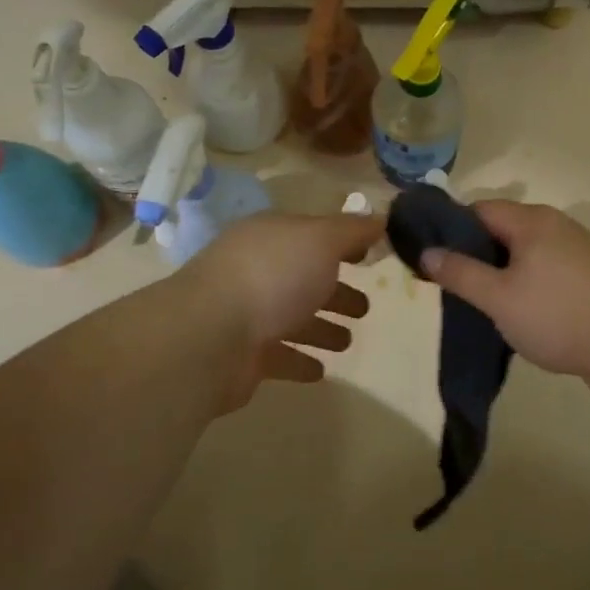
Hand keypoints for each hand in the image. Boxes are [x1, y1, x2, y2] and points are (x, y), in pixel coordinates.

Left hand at [183, 212, 383, 406]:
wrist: (209, 337)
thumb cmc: (272, 277)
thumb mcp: (321, 240)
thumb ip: (352, 231)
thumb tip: (380, 219)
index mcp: (272, 237)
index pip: (312, 234)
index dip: (342, 243)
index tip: (370, 256)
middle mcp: (257, 270)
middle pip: (304, 278)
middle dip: (335, 291)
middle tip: (365, 308)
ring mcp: (246, 313)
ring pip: (293, 318)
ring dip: (321, 328)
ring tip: (348, 342)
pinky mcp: (242, 355)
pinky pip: (279, 356)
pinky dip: (299, 360)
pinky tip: (320, 370)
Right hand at [419, 201, 589, 393]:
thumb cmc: (557, 316)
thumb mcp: (498, 297)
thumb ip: (460, 273)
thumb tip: (427, 252)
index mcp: (532, 220)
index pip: (479, 209)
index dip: (450, 229)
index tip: (431, 257)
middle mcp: (555, 225)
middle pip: (501, 229)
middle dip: (474, 253)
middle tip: (451, 284)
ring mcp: (575, 249)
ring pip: (523, 251)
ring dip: (499, 271)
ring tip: (480, 301)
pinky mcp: (587, 274)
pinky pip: (543, 268)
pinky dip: (524, 281)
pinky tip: (516, 309)